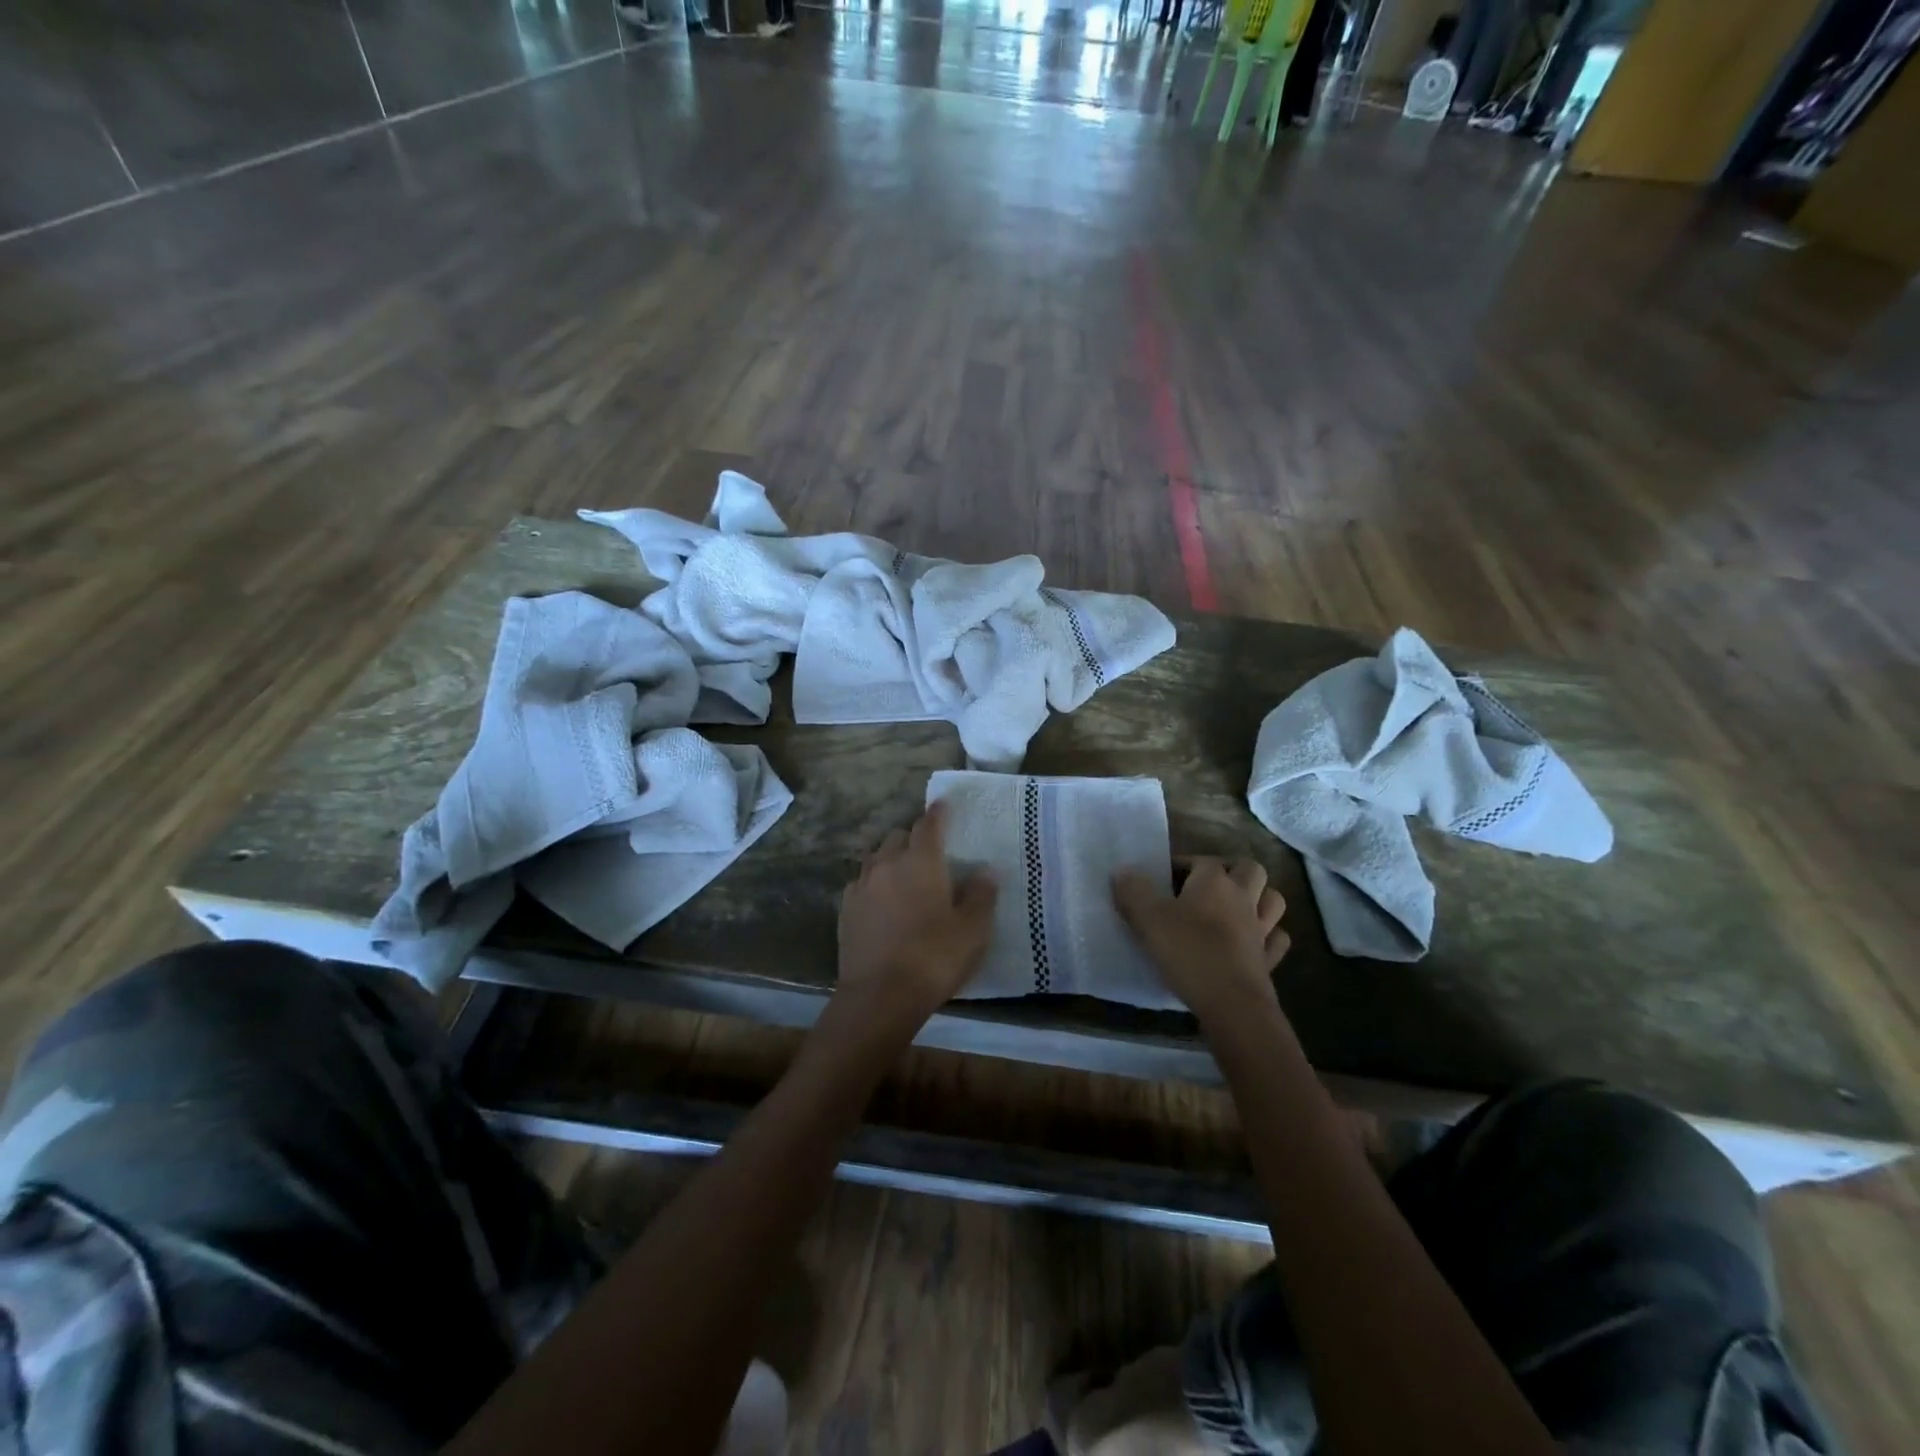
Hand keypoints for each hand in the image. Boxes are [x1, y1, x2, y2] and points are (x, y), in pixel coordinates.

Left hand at [835, 802, 996, 1027]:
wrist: (880, 996)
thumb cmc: (934, 958)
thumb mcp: (973, 930)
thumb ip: (981, 895)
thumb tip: (986, 870)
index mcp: (921, 862)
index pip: (929, 824)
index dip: (938, 812)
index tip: (943, 804)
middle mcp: (887, 863)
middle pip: (898, 836)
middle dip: (912, 836)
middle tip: (928, 850)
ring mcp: (861, 885)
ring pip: (876, 857)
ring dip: (890, 857)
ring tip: (903, 872)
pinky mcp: (845, 908)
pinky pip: (860, 882)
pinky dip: (873, 882)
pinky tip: (880, 898)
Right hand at [1113, 858, 1289, 1021]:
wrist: (1231, 1004)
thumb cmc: (1188, 953)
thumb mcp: (1148, 919)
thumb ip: (1133, 891)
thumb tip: (1122, 870)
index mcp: (1213, 881)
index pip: (1201, 860)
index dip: (1182, 865)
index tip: (1162, 880)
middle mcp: (1242, 897)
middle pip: (1250, 869)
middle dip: (1232, 871)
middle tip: (1206, 888)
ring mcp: (1261, 929)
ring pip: (1272, 900)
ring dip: (1258, 898)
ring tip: (1234, 908)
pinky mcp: (1269, 959)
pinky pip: (1276, 938)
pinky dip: (1269, 935)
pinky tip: (1253, 942)